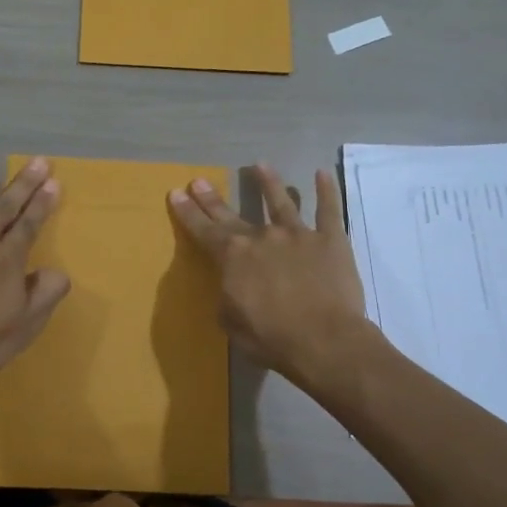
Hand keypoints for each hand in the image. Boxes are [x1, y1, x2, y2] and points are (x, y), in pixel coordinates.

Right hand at [168, 163, 368, 383]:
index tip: (177, 192)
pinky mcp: (330, 239)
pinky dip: (326, 190)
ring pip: (280, 201)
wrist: (324, 340)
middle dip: (213, 199)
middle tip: (200, 180)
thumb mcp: (230, 322)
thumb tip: (231, 284)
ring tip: (260, 165)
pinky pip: (328, 209)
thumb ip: (227, 296)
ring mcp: (297, 234)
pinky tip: (321, 173)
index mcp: (233, 257)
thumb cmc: (271, 337)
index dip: (188, 212)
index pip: (203, 230)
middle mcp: (261, 237)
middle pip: (232, 214)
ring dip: (268, 182)